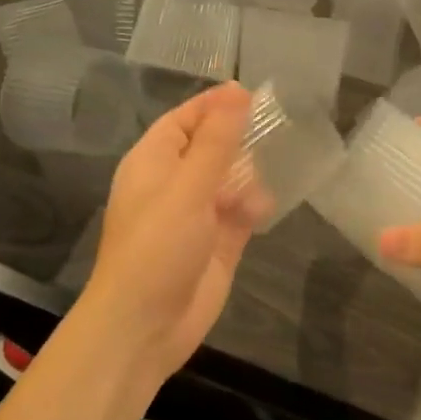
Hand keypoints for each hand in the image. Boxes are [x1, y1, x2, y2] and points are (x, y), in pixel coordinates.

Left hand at [80, 82, 254, 388]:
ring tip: (264, 178)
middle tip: (276, 129)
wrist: (145, 328)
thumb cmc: (158, 247)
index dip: (214, 105)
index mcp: (154, 162)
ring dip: (248, 176)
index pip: (185, 119)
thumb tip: (237, 91)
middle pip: (212, 147)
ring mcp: (197, 214)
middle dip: (239, 140)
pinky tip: (260, 210)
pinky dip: (253, 207)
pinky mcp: (218, 242)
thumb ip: (216, 141)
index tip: (252, 93)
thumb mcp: (188, 187)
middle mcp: (174, 182)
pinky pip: (241, 211)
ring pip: (231, 178)